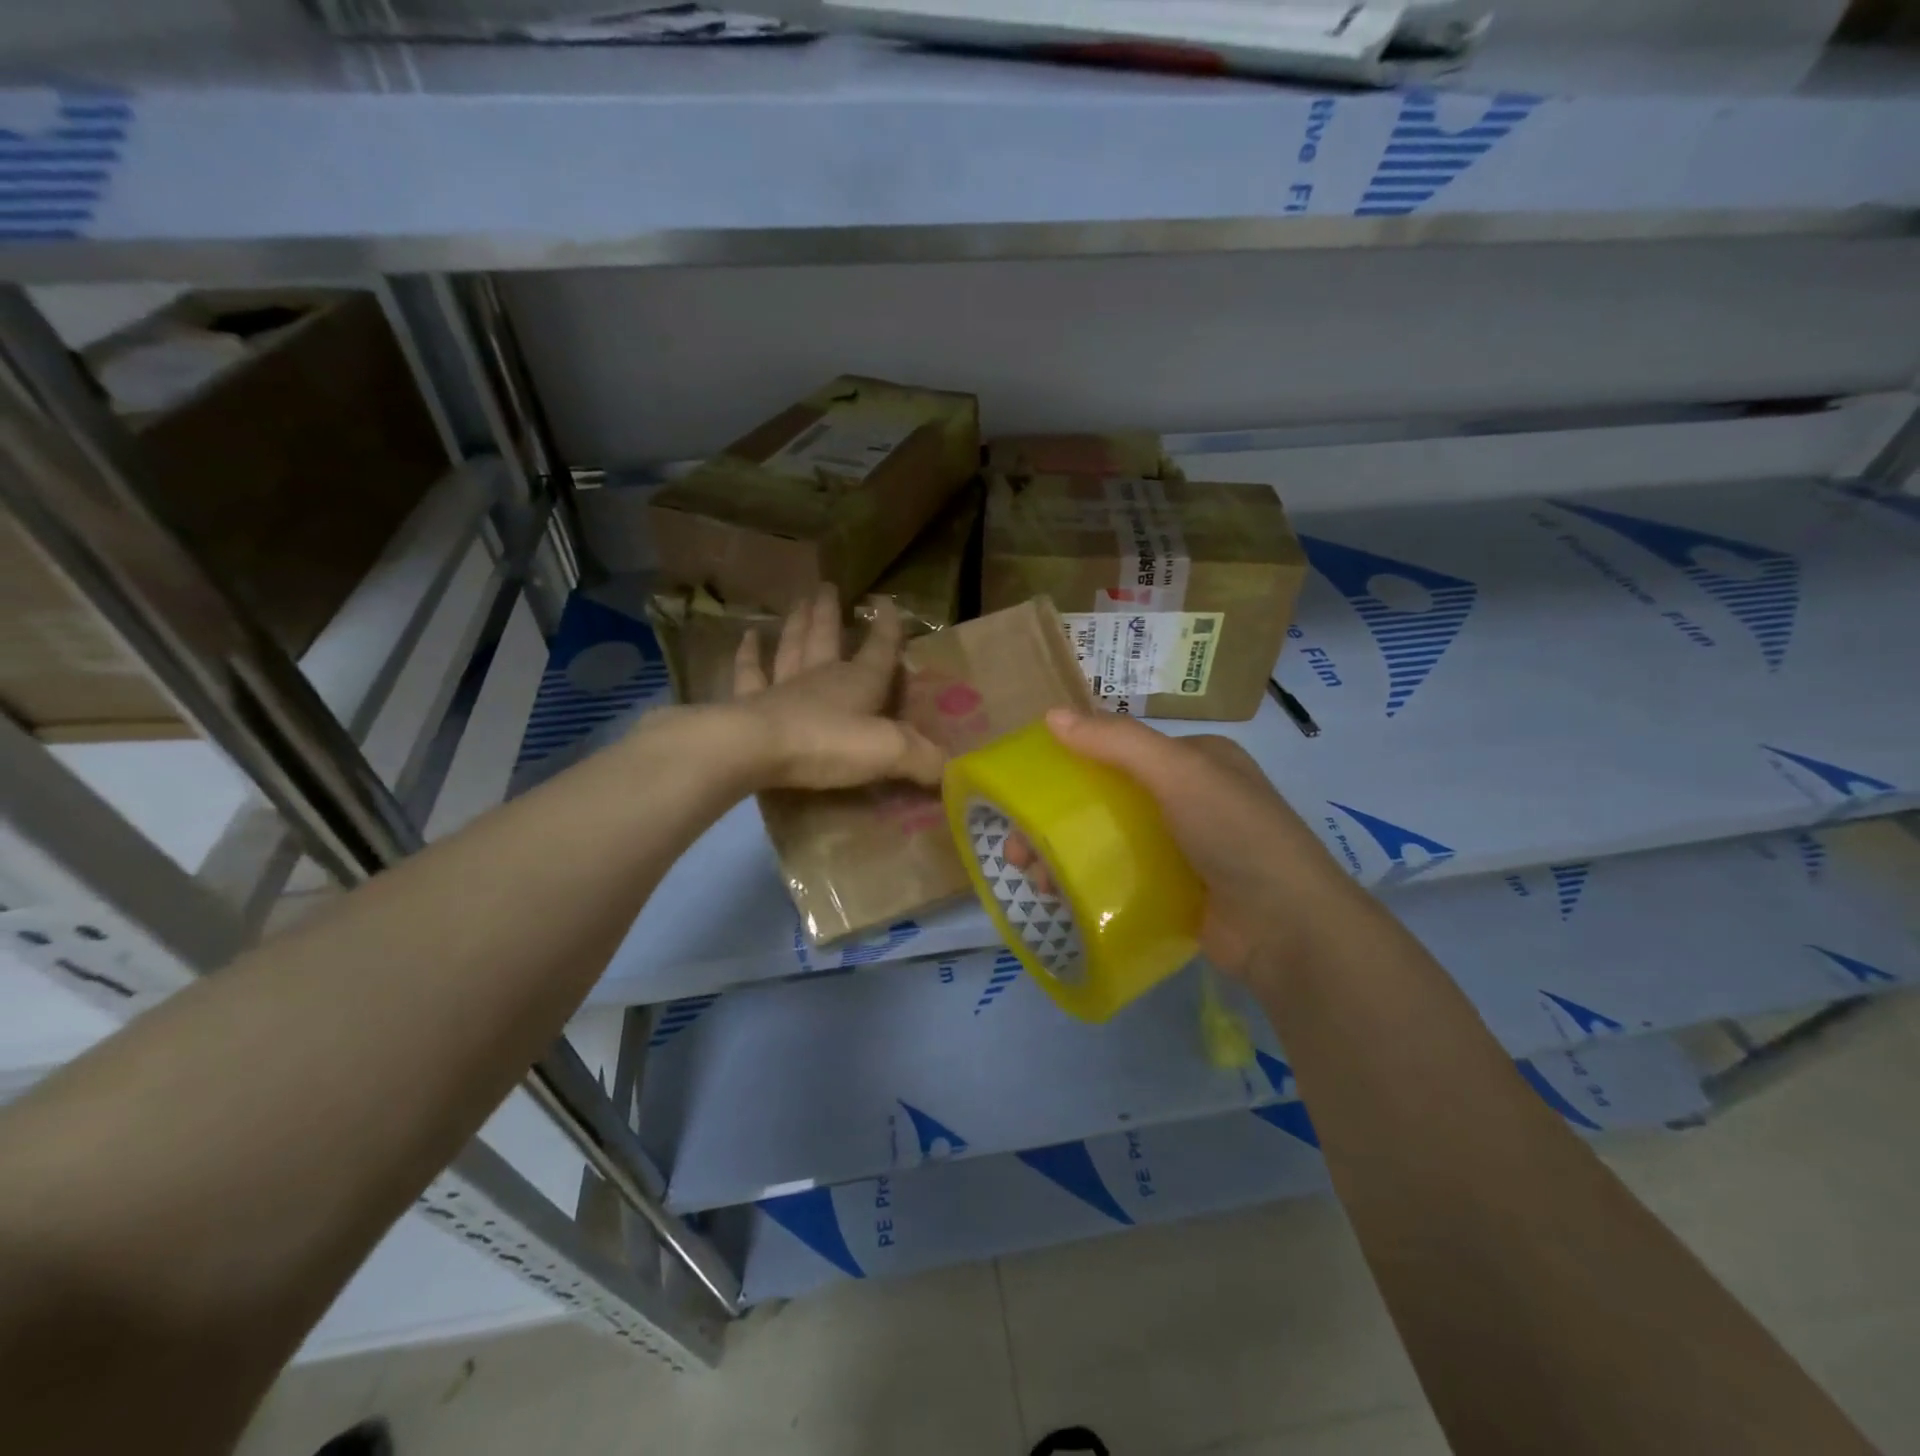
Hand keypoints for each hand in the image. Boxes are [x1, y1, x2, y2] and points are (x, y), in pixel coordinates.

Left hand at [723, 584, 945, 790]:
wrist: (755, 750)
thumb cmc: (827, 745)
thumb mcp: (888, 753)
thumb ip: (922, 758)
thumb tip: (952, 769)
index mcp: (859, 682)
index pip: (880, 648)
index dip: (887, 626)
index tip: (886, 601)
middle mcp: (822, 675)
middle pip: (827, 636)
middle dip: (831, 612)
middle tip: (828, 586)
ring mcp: (783, 685)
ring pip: (792, 645)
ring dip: (797, 622)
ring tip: (800, 599)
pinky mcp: (752, 701)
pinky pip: (750, 671)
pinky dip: (748, 653)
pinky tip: (748, 635)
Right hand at [1038, 708, 1363, 980]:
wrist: (1288, 928)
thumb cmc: (1235, 834)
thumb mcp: (1178, 772)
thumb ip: (1116, 742)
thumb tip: (1050, 716)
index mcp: (1198, 761)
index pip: (1123, 751)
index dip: (1072, 763)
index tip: (1029, 790)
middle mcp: (1192, 800)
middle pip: (1109, 800)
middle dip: (1060, 819)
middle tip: (1018, 848)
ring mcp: (1186, 850)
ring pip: (1111, 841)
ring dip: (1067, 855)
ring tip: (1034, 879)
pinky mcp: (1179, 893)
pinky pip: (1124, 878)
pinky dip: (1091, 884)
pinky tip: (1062, 899)